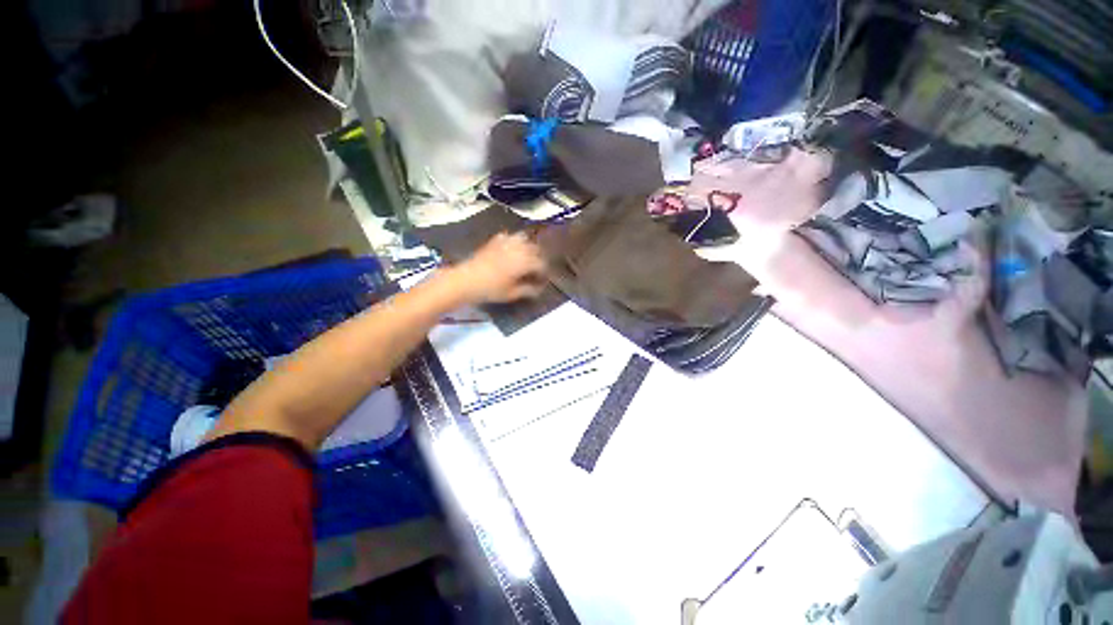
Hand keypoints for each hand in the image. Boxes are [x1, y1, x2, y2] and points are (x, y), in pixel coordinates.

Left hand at [452, 232, 547, 303]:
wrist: (465, 280)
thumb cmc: (490, 289)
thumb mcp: (511, 294)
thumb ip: (527, 290)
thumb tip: (538, 289)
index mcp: (525, 261)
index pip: (541, 264)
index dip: (544, 272)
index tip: (542, 280)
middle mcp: (518, 248)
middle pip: (535, 249)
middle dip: (538, 258)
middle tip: (536, 269)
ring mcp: (506, 242)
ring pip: (524, 239)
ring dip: (528, 247)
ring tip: (526, 257)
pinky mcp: (494, 241)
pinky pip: (509, 236)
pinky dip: (513, 241)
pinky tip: (511, 248)